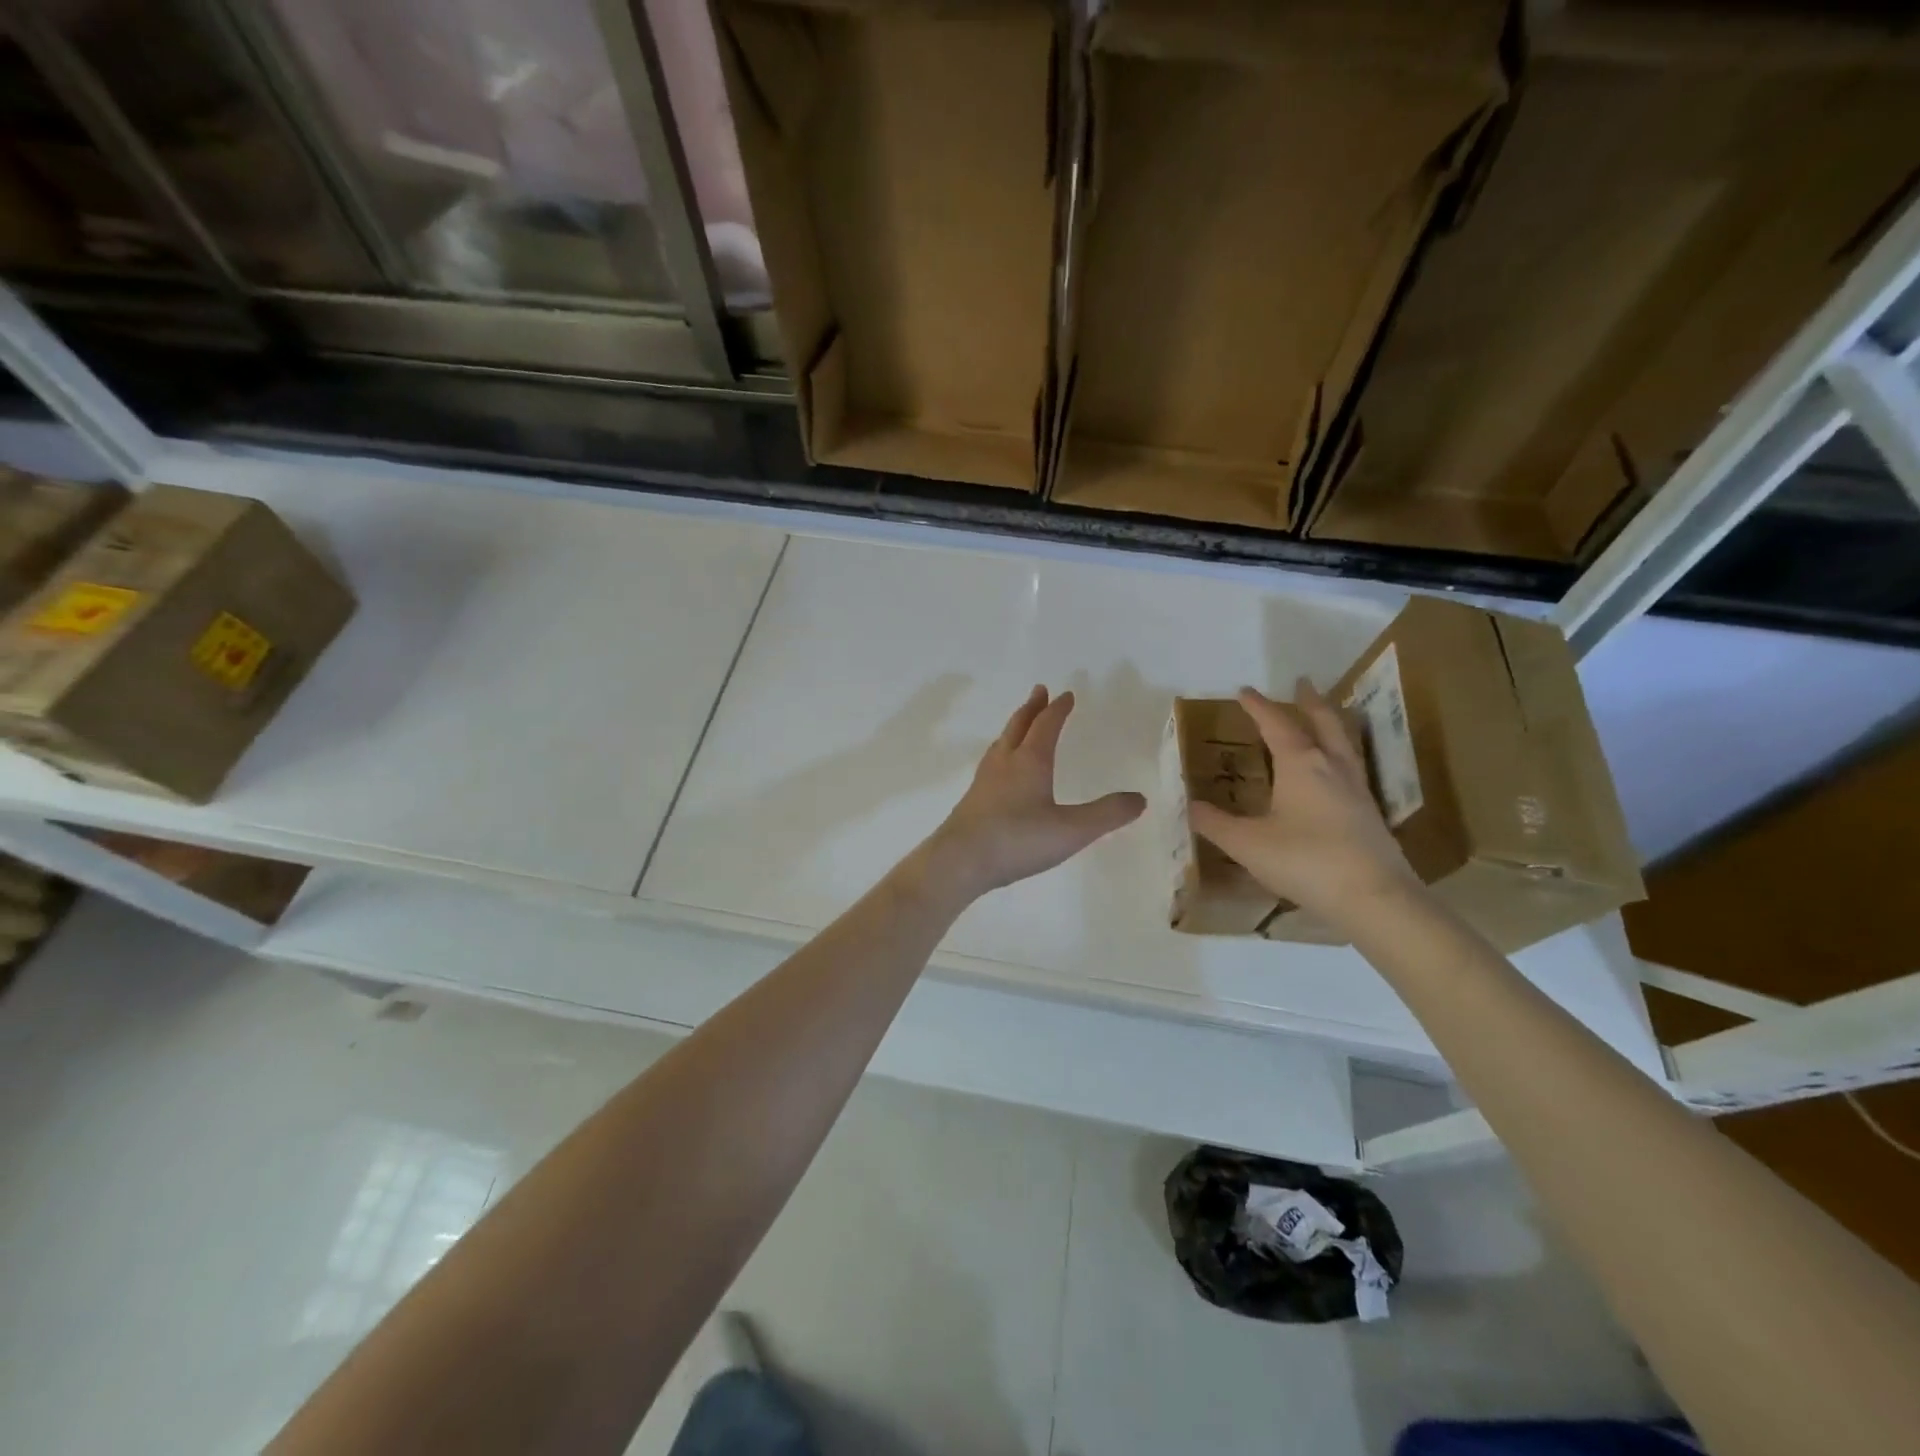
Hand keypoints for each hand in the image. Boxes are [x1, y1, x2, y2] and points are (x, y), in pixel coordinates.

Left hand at [922, 686, 1144, 901]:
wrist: (960, 860)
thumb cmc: (1017, 840)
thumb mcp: (1071, 830)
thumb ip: (1107, 814)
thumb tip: (1139, 799)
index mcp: (1030, 761)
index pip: (1046, 725)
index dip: (1058, 709)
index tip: (1066, 695)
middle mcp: (1005, 762)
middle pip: (1019, 725)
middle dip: (1032, 708)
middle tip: (1039, 691)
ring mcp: (985, 780)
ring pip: (1001, 743)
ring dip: (1014, 728)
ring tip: (1020, 724)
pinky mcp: (972, 799)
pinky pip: (991, 763)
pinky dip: (1002, 752)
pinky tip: (1001, 770)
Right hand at [1189, 681, 1420, 928]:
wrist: (1374, 898)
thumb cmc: (1305, 861)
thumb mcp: (1247, 844)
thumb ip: (1215, 824)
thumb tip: (1190, 806)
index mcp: (1301, 765)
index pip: (1277, 725)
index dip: (1259, 707)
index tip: (1244, 691)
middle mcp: (1332, 768)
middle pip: (1324, 724)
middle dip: (1309, 702)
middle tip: (1302, 684)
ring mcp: (1356, 790)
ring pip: (1344, 744)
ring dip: (1330, 724)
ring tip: (1322, 717)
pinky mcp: (1370, 814)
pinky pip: (1351, 768)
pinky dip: (1339, 755)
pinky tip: (1334, 772)